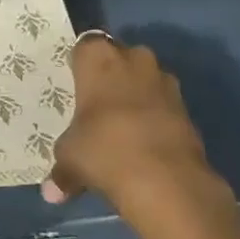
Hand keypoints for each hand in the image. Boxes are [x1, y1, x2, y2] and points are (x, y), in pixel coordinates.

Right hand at [42, 33, 211, 207]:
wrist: (167, 181)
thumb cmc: (104, 150)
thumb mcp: (70, 158)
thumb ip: (62, 169)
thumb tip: (51, 193)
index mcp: (99, 58)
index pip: (85, 45)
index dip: (81, 64)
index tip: (76, 83)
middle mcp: (134, 59)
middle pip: (119, 58)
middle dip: (111, 76)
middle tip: (97, 104)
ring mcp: (165, 82)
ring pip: (145, 80)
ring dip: (137, 95)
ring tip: (122, 126)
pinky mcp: (187, 109)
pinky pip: (164, 105)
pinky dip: (156, 118)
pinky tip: (144, 143)